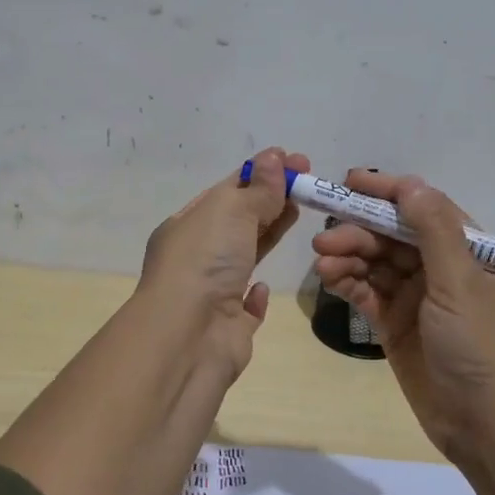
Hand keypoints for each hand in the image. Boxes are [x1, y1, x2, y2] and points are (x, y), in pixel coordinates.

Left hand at [138, 147, 310, 379]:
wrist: (188, 337)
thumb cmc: (204, 262)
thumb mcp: (230, 211)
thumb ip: (257, 189)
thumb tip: (274, 157)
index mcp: (186, 226)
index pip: (226, 191)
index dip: (259, 174)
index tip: (294, 161)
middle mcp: (195, 258)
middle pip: (238, 222)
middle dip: (270, 200)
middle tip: (308, 183)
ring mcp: (212, 294)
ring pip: (244, 257)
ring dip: (268, 235)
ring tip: (300, 213)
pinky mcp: (230, 328)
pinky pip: (245, 306)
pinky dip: (256, 294)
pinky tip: (264, 286)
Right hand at [311, 170, 494, 459]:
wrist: (485, 424)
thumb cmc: (480, 346)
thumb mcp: (460, 283)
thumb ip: (433, 232)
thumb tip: (410, 184)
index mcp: (467, 253)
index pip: (424, 210)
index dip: (389, 193)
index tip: (351, 181)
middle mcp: (440, 270)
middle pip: (393, 237)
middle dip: (359, 232)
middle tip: (324, 238)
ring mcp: (416, 299)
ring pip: (376, 264)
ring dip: (349, 257)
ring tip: (323, 262)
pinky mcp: (395, 326)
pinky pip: (367, 294)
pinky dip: (348, 283)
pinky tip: (329, 278)